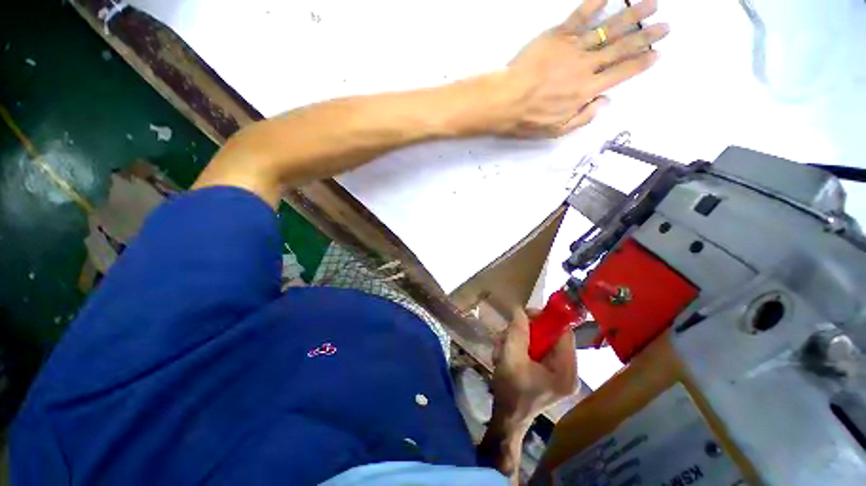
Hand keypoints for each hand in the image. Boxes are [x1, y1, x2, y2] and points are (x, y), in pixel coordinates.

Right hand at [490, 307, 577, 428]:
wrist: (507, 419)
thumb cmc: (511, 392)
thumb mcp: (511, 358)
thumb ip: (517, 332)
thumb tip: (520, 310)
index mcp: (566, 370)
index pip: (564, 332)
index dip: (545, 319)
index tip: (524, 315)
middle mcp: (568, 370)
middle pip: (550, 335)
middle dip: (525, 332)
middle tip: (506, 335)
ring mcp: (557, 371)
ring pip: (539, 340)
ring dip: (517, 339)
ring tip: (501, 349)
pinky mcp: (547, 371)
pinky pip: (534, 349)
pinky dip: (518, 347)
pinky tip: (504, 355)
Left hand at [492, 0, 668, 137]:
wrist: (506, 101)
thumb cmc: (528, 119)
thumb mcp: (557, 130)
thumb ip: (583, 117)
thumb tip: (604, 103)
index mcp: (587, 91)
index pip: (621, 74)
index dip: (640, 63)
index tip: (656, 54)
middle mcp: (586, 67)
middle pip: (621, 49)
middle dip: (645, 37)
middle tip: (664, 26)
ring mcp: (573, 49)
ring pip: (608, 29)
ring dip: (631, 16)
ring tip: (651, 4)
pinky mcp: (557, 36)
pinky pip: (580, 16)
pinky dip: (595, 3)